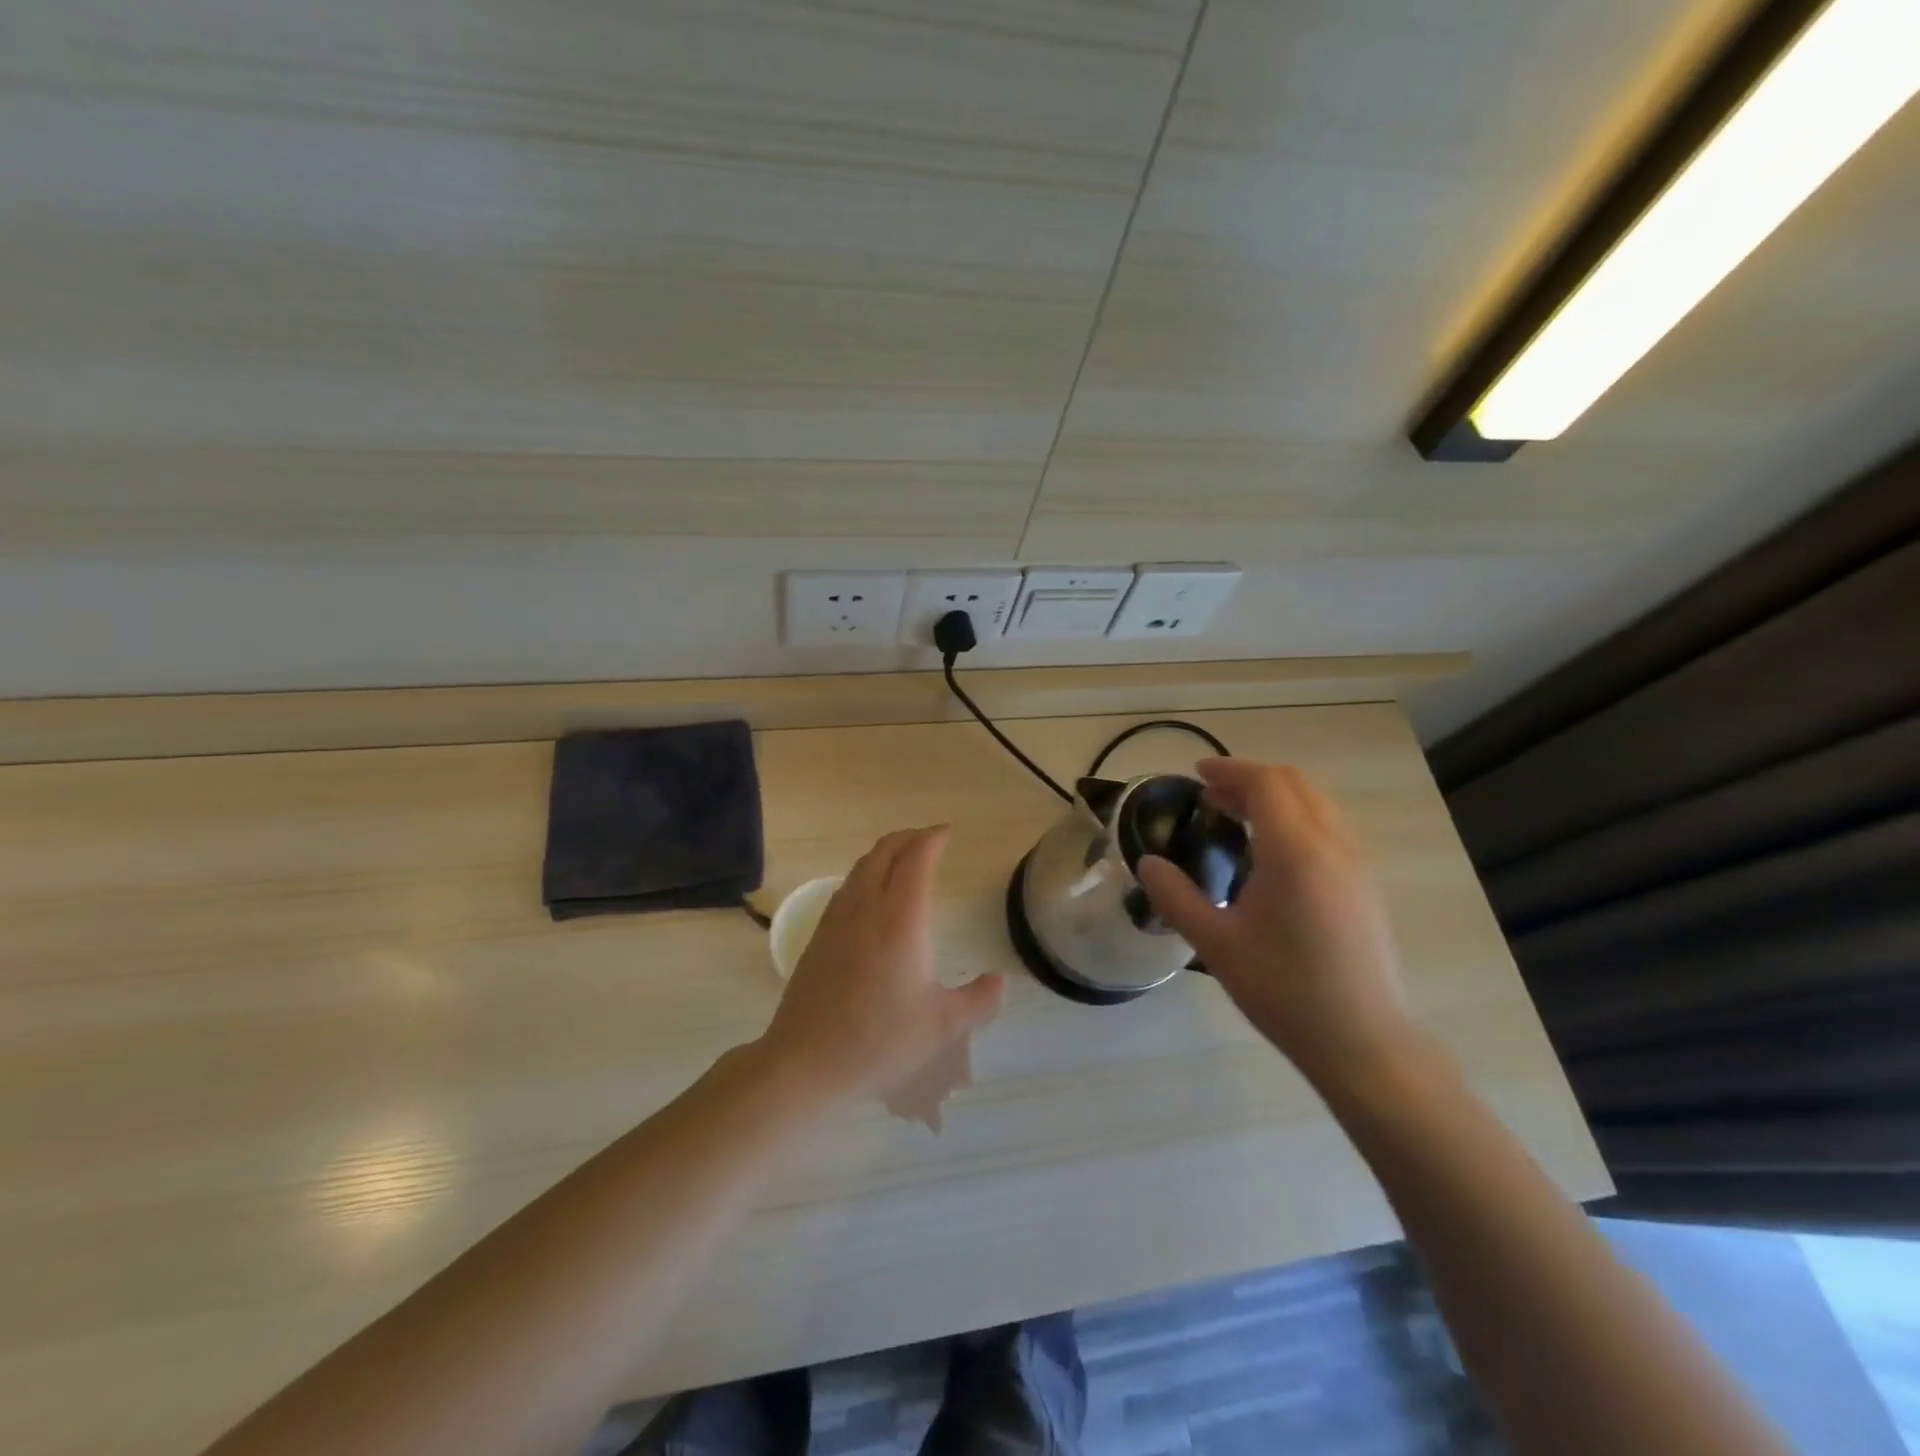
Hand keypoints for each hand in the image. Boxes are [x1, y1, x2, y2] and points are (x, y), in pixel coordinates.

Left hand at [759, 825, 1005, 1106]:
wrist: (806, 1061)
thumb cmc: (880, 1041)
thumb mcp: (943, 1026)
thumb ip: (979, 1000)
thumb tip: (999, 980)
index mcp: (901, 919)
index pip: (916, 859)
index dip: (932, 839)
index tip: (946, 832)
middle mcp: (866, 908)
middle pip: (884, 852)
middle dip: (908, 838)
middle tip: (928, 839)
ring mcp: (836, 920)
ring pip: (860, 868)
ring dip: (884, 854)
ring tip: (902, 860)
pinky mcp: (818, 937)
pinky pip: (845, 888)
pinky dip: (864, 875)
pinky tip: (870, 896)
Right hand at [1137, 759, 1416, 1090]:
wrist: (1363, 1042)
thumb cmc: (1284, 990)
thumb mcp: (1215, 944)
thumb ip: (1176, 896)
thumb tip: (1147, 864)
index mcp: (1295, 851)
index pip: (1265, 784)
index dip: (1229, 770)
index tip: (1197, 774)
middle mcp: (1333, 845)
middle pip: (1294, 783)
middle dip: (1250, 778)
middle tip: (1211, 794)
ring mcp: (1357, 863)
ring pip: (1316, 803)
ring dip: (1275, 796)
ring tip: (1236, 817)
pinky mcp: (1366, 884)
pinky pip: (1330, 826)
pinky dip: (1296, 817)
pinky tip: (1272, 852)